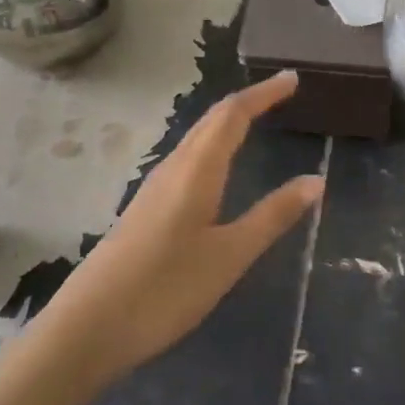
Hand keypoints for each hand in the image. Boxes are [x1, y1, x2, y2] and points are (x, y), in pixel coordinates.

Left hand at [0, 72, 322, 404]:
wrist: (88, 327)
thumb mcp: (230, 256)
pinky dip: (211, 146)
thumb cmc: (166, 288)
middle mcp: (173, 168)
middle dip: (248, 102)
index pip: (233, 115)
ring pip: (195, 139)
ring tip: (254, 119)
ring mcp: (153, 188)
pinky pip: (186, 159)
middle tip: (281, 92)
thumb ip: (272, 216)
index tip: (292, 78)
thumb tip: (316, 180)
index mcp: (196, 170)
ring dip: (226, 122)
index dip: (264, 94)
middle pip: (211, 120)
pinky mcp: (145, 209)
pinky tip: (215, 168)